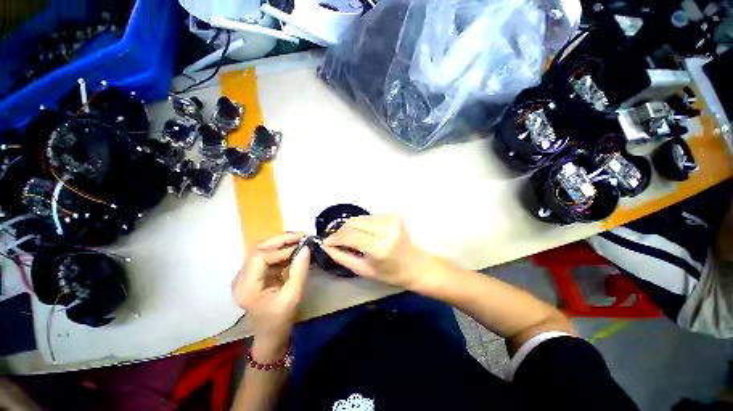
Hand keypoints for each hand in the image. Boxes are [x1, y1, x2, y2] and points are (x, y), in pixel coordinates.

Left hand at [232, 233, 310, 356]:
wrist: (271, 335)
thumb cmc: (279, 320)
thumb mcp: (292, 297)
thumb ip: (299, 271)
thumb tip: (306, 248)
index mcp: (246, 285)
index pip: (260, 256)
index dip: (281, 248)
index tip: (301, 245)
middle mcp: (243, 276)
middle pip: (260, 248)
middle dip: (282, 239)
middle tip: (303, 235)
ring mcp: (249, 274)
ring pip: (265, 249)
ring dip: (284, 243)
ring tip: (302, 239)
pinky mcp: (257, 273)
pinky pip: (270, 256)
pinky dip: (284, 251)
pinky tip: (296, 249)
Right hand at [322, 214, 431, 289]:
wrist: (416, 265)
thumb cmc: (390, 273)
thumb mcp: (363, 270)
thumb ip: (342, 257)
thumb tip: (326, 246)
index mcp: (378, 246)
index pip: (349, 235)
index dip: (334, 238)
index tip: (326, 242)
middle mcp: (385, 229)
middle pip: (353, 222)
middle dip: (341, 231)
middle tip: (337, 241)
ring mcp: (391, 219)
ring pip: (361, 218)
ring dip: (352, 227)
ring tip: (352, 239)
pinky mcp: (394, 215)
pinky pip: (370, 217)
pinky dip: (364, 225)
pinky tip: (366, 234)